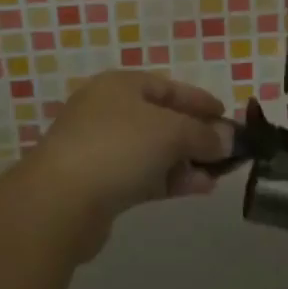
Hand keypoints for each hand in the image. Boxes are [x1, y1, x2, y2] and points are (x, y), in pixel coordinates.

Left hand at [16, 71, 233, 258]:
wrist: (59, 203)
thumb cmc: (118, 147)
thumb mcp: (171, 131)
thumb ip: (203, 134)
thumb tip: (228, 139)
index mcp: (121, 85)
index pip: (168, 87)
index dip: (199, 100)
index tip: (227, 115)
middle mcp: (108, 110)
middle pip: (162, 118)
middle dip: (195, 134)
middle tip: (226, 150)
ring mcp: (101, 148)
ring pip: (154, 150)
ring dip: (186, 161)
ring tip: (218, 174)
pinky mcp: (99, 184)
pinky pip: (143, 175)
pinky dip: (170, 179)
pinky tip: (198, 188)